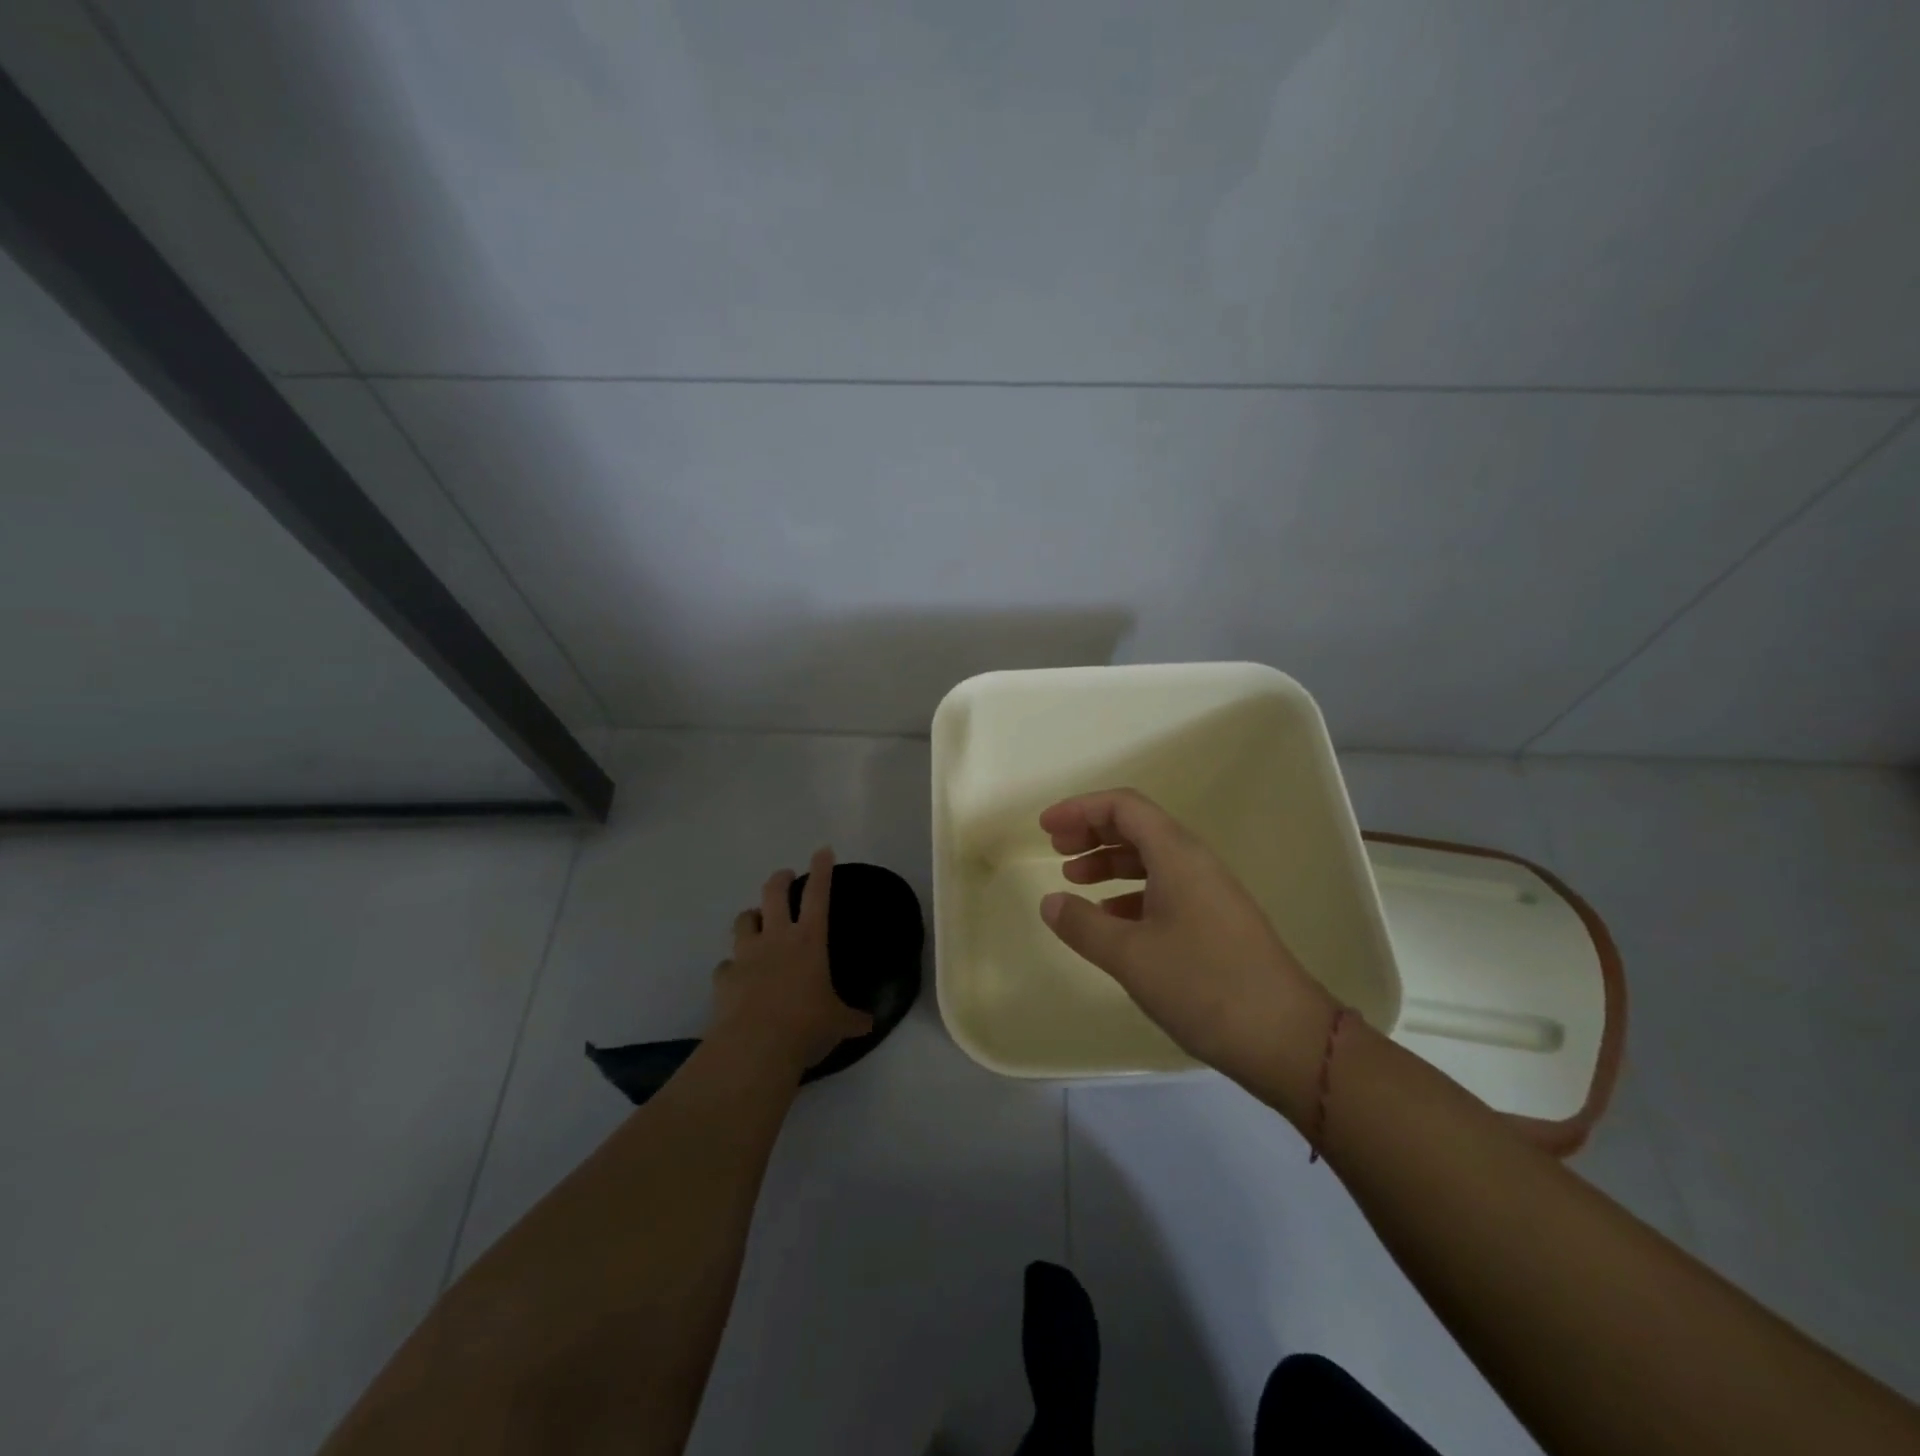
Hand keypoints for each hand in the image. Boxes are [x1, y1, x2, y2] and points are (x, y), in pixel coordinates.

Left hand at [712, 848, 873, 1075]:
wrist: (755, 1047)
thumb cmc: (806, 1025)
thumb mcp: (839, 1023)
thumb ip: (852, 1018)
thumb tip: (869, 1023)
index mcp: (809, 941)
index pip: (818, 895)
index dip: (822, 870)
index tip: (822, 850)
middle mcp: (776, 939)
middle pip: (774, 893)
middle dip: (780, 879)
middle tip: (785, 875)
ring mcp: (746, 955)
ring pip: (744, 920)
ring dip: (751, 917)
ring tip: (756, 920)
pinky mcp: (724, 978)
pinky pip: (726, 965)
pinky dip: (732, 967)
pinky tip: (736, 977)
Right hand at [1038, 789, 1334, 1111]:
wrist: (1287, 1037)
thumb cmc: (1204, 985)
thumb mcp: (1131, 956)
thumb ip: (1083, 925)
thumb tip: (1051, 902)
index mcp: (1177, 854)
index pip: (1123, 806)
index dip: (1080, 809)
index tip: (1045, 828)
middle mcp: (1195, 862)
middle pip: (1137, 826)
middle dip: (1092, 831)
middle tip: (1056, 849)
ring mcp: (1209, 892)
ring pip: (1150, 858)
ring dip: (1110, 862)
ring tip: (1074, 880)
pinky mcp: (1216, 921)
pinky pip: (1164, 887)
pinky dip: (1130, 892)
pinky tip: (1111, 918)